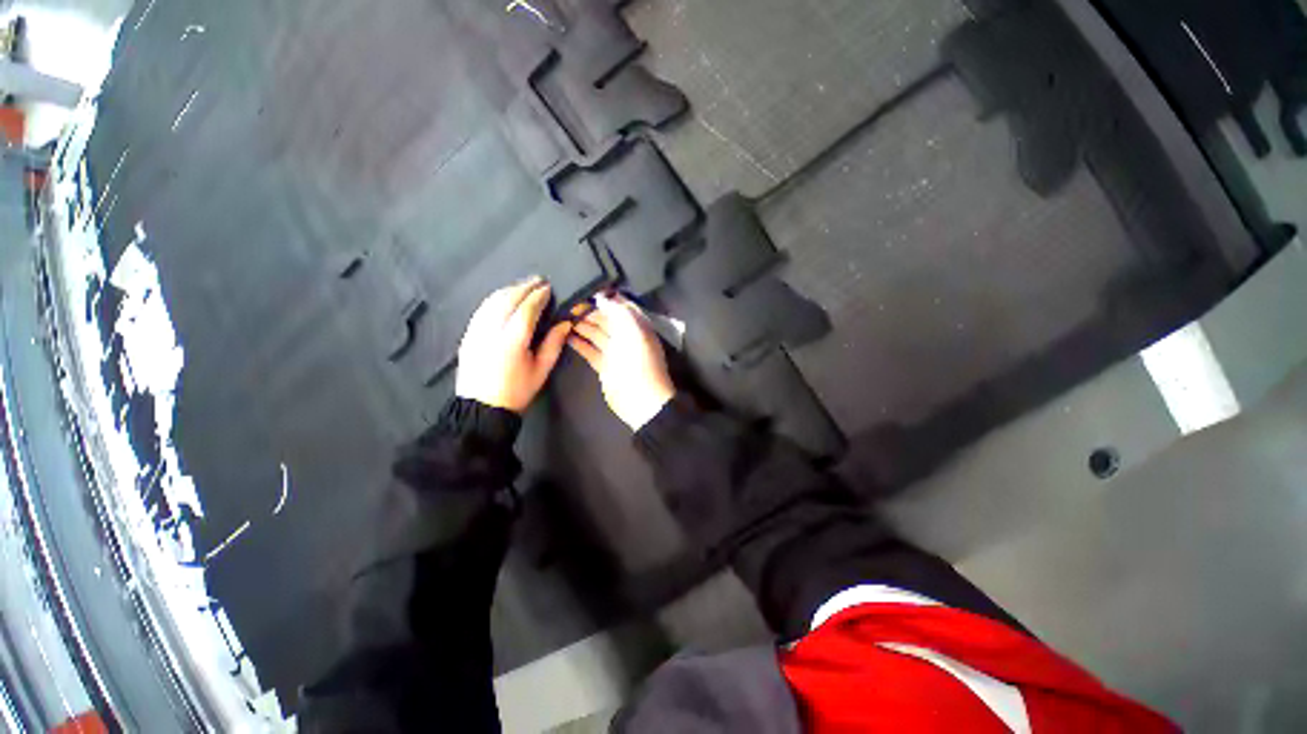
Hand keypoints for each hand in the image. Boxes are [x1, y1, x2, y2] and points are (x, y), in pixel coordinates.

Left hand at [456, 277, 572, 412]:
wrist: (481, 408)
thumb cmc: (517, 391)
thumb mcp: (542, 370)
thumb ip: (554, 344)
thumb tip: (565, 323)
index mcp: (513, 340)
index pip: (527, 308)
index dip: (538, 296)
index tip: (548, 288)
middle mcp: (492, 330)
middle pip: (508, 299)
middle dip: (524, 287)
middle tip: (539, 281)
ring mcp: (476, 331)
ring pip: (492, 301)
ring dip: (509, 290)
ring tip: (524, 286)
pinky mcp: (468, 335)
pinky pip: (482, 309)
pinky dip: (495, 299)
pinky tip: (503, 298)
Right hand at [568, 293, 675, 430]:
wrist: (640, 399)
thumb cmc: (639, 362)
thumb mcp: (633, 331)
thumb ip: (618, 312)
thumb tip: (602, 298)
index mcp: (637, 326)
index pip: (620, 306)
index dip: (605, 298)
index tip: (585, 291)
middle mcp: (626, 336)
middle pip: (606, 319)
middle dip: (589, 311)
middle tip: (567, 304)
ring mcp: (615, 352)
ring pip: (596, 334)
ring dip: (581, 326)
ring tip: (562, 317)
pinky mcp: (605, 366)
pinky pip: (590, 350)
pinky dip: (579, 343)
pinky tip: (565, 335)